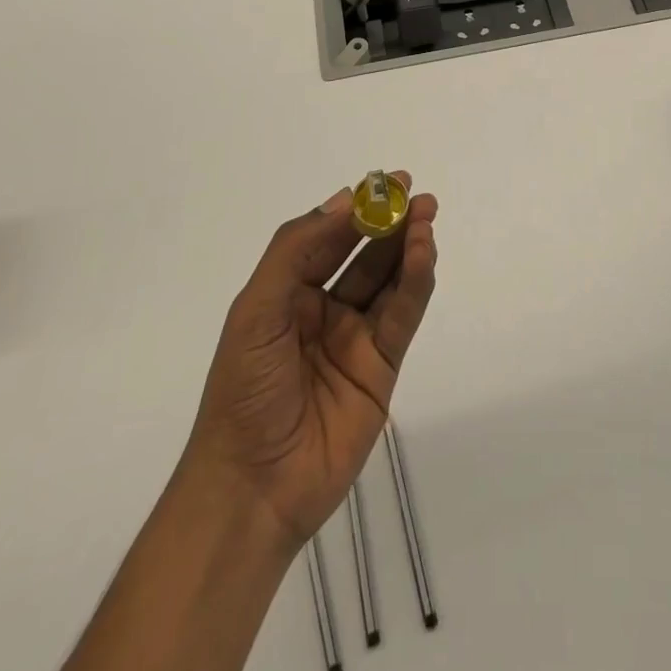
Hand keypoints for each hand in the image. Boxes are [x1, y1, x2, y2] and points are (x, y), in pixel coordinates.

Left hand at [185, 173, 438, 545]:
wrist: (252, 489)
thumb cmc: (244, 391)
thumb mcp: (256, 309)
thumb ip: (296, 249)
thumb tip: (344, 199)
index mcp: (289, 295)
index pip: (329, 240)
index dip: (357, 209)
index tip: (385, 182)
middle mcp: (325, 310)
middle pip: (366, 256)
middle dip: (390, 223)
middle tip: (417, 196)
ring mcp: (356, 339)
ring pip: (390, 281)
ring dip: (409, 247)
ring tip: (425, 216)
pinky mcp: (383, 368)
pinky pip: (403, 316)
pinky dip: (416, 283)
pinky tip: (424, 254)